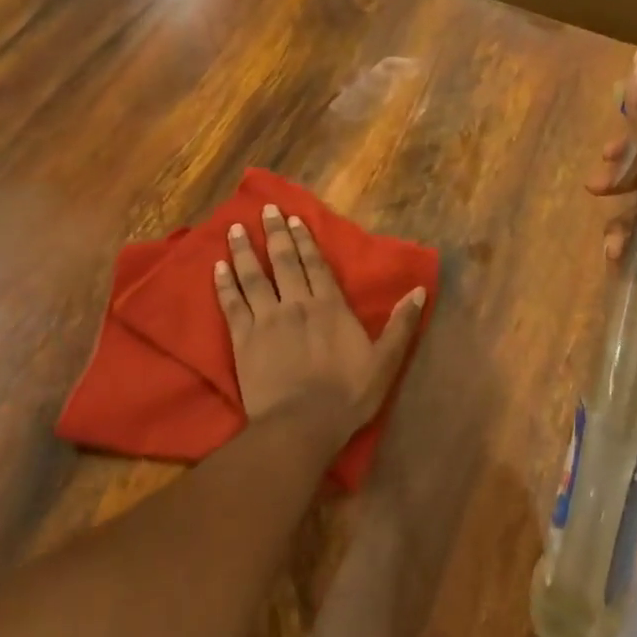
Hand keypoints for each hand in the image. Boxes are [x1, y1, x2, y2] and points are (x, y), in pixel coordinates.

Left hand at [214, 203, 426, 443]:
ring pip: (254, 276)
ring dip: (244, 251)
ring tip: (233, 228)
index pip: (316, 265)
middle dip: (275, 234)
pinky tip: (217, 268)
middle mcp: (296, 304)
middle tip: (265, 210)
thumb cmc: (347, 396)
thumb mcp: (385, 362)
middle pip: (284, 262)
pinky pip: (232, 304)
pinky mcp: (243, 339)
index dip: (305, 240)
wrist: (301, 426)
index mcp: (330, 306)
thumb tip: (419, 290)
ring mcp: (266, 320)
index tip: (293, 219)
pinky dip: (224, 284)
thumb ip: (401, 325)